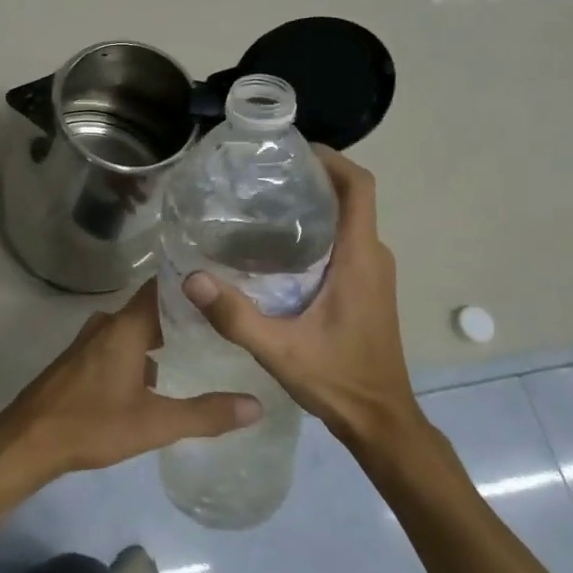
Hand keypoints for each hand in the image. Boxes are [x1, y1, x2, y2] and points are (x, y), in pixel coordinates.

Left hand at [0, 281, 261, 490]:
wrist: (28, 440)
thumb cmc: (92, 424)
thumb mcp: (154, 423)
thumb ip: (205, 414)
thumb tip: (256, 405)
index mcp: (125, 327)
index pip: (163, 287)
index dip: (192, 283)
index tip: (225, 282)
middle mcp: (107, 324)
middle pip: (152, 307)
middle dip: (185, 312)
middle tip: (224, 317)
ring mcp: (91, 341)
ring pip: (135, 327)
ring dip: (163, 334)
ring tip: (201, 343)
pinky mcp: (81, 359)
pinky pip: (120, 343)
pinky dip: (143, 350)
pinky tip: (162, 374)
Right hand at [182, 149, 422, 455]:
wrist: (381, 422)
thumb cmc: (338, 381)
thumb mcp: (279, 350)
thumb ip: (234, 315)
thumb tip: (190, 277)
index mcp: (359, 259)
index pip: (360, 188)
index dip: (332, 159)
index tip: (292, 149)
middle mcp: (372, 257)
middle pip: (350, 197)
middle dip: (311, 177)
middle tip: (260, 177)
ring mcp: (372, 272)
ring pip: (347, 219)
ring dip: (313, 203)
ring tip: (261, 204)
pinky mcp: (366, 287)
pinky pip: (344, 241)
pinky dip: (317, 229)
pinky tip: (275, 247)